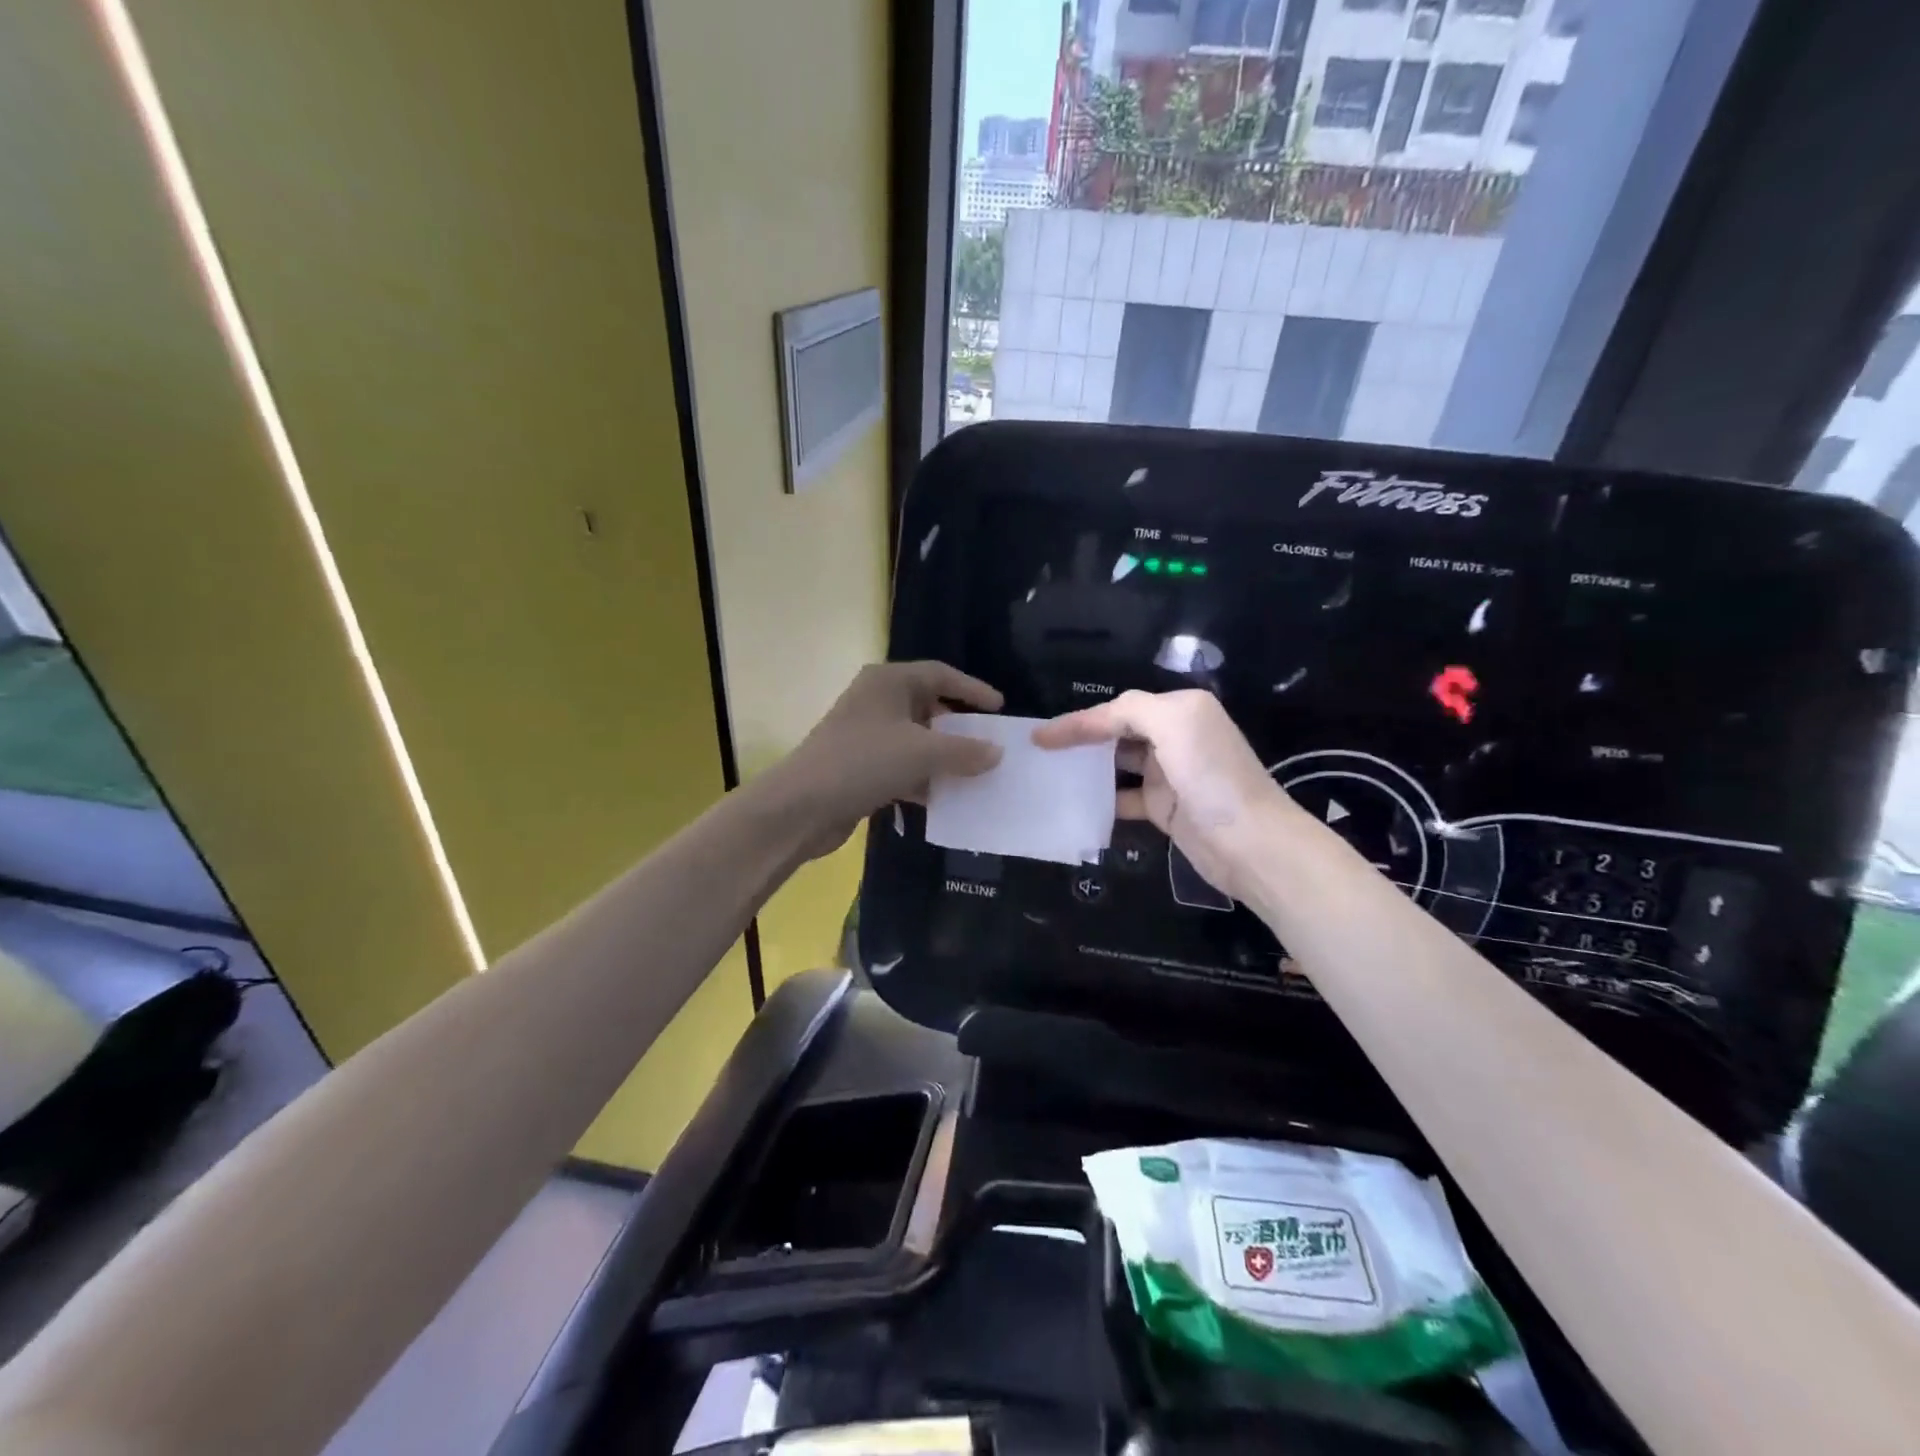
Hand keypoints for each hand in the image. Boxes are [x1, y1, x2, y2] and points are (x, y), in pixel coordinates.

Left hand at [772, 662, 1005, 859]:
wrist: (802, 806)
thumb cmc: (864, 762)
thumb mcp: (922, 753)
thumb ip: (965, 751)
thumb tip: (997, 752)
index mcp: (889, 681)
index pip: (940, 674)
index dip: (972, 689)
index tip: (999, 708)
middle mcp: (876, 701)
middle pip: (928, 706)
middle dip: (958, 728)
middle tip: (988, 744)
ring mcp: (866, 734)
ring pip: (916, 740)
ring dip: (943, 757)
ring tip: (975, 774)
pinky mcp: (860, 766)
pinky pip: (901, 766)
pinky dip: (923, 778)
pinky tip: (944, 799)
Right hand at [1033, 689, 1290, 902]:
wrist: (1251, 843)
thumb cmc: (1211, 776)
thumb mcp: (1175, 723)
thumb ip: (1132, 710)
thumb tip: (1097, 721)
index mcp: (1180, 710)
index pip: (1119, 709)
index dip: (1079, 720)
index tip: (1040, 736)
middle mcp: (1176, 737)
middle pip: (1117, 732)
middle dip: (1082, 740)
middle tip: (1043, 754)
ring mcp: (1170, 775)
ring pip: (1117, 765)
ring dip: (1088, 769)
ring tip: (1052, 776)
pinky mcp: (1166, 808)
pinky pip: (1125, 798)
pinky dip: (1103, 801)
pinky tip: (1078, 807)